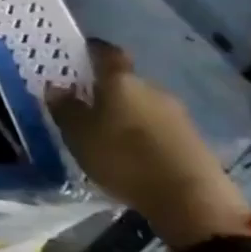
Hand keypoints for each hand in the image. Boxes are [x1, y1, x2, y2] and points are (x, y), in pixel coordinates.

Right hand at [49, 41, 248, 250]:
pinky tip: (134, 154)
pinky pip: (160, 129)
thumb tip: (56, 87)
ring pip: (145, 106)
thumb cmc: (124, 157)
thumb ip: (65, 108)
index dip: (93, 51)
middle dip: (108, 90)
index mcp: (121, 80)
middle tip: (88, 104)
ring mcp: (178, 115)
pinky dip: (145, 135)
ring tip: (110, 134)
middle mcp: (152, 88)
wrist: (191, 200)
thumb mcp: (78, 134)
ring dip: (128, 114)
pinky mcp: (194, 141)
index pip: (106, 53)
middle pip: (127, 81)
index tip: (80, 54)